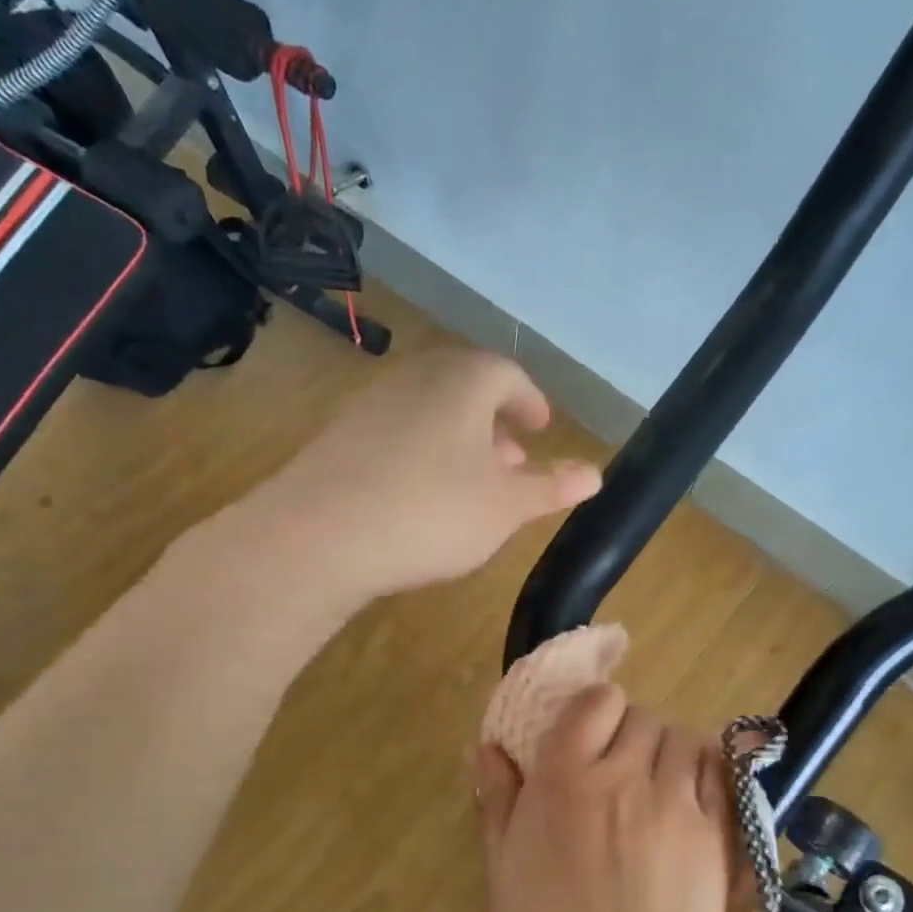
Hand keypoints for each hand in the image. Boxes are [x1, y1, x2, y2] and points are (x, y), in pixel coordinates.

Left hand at [252, 345, 600, 598]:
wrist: (318, 536)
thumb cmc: (431, 511)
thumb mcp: (505, 506)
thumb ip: (550, 487)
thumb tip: (594, 474)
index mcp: (462, 382)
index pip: (506, 374)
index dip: (530, 401)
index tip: (542, 427)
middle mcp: (414, 379)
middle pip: (464, 389)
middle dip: (494, 424)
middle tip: (512, 461)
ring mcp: (369, 406)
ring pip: (428, 413)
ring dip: (458, 442)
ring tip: (471, 485)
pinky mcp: (337, 440)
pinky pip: (395, 435)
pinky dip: (420, 455)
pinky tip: (419, 499)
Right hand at [473, 686, 735, 911]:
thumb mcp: (505, 871)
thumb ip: (500, 801)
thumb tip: (487, 748)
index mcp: (565, 780)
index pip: (597, 702)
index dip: (596, 710)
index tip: (590, 736)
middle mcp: (623, 776)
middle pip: (642, 717)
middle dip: (631, 735)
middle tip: (621, 774)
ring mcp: (675, 802)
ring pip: (682, 739)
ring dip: (669, 753)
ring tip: (658, 789)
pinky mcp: (715, 831)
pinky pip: (716, 774)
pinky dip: (703, 776)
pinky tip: (689, 807)